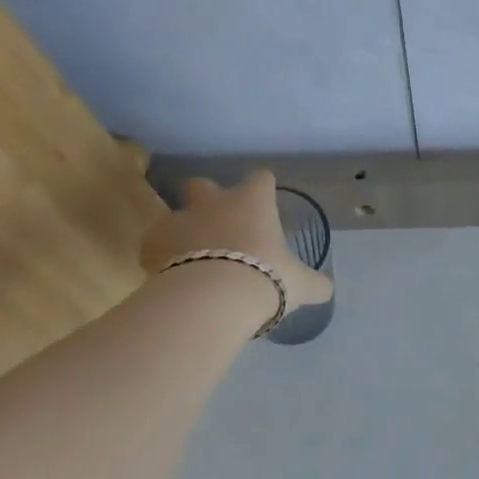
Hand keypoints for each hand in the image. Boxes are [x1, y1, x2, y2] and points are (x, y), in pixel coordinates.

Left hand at [139, 171, 333, 317]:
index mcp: (253, 202)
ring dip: (184, 230)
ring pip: (176, 215)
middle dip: (208, 199)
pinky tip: (173, 276)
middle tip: (220, 226)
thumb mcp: (301, 285)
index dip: (263, 189)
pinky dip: (162, 255)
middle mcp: (214, 202)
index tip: (265, 202)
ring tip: (193, 259)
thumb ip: (315, 283)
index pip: (261, 179)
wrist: (213, 299)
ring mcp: (179, 219)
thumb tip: (327, 288)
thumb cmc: (265, 278)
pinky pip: (156, 244)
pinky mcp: (151, 243)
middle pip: (203, 184)